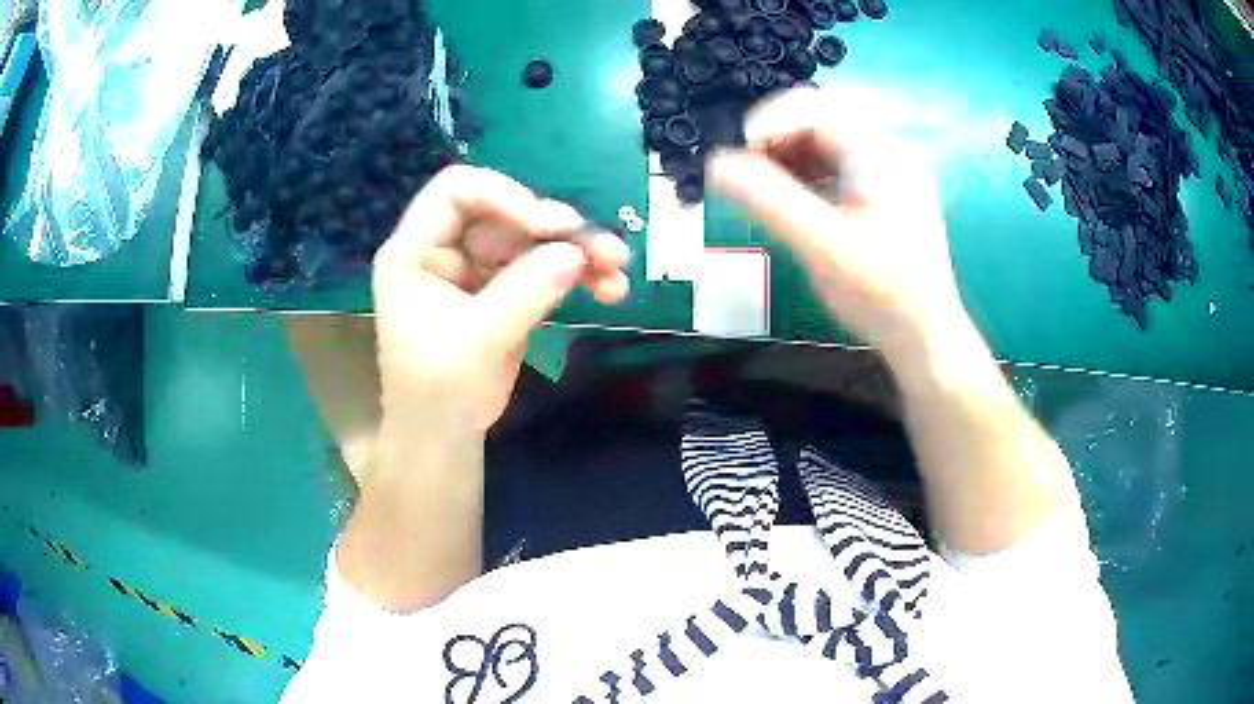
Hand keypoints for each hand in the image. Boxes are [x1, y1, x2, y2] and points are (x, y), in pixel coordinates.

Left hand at [372, 166, 628, 444]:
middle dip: (556, 228)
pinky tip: (609, 288)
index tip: (548, 225)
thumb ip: (523, 292)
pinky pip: (544, 268)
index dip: (504, 195)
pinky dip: (577, 274)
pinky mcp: (505, 290)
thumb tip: (575, 253)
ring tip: (617, 271)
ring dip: (577, 250)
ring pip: (533, 240)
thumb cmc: (439, 392)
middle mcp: (447, 249)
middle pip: (506, 213)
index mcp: (415, 250)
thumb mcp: (476, 341)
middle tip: (603, 249)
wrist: (445, 438)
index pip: (457, 191)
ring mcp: (478, 269)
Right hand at [708, 88, 966, 354]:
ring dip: (784, 161)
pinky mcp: (880, 197)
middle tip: (743, 179)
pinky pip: (833, 171)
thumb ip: (770, 202)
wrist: (926, 340)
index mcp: (878, 154)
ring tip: (759, 194)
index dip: (766, 124)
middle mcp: (885, 153)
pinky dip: (803, 180)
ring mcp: (884, 175)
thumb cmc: (882, 296)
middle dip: (773, 143)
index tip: (733, 158)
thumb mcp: (824, 249)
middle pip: (817, 123)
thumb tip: (714, 163)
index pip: (813, 109)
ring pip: (822, 147)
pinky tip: (789, 207)